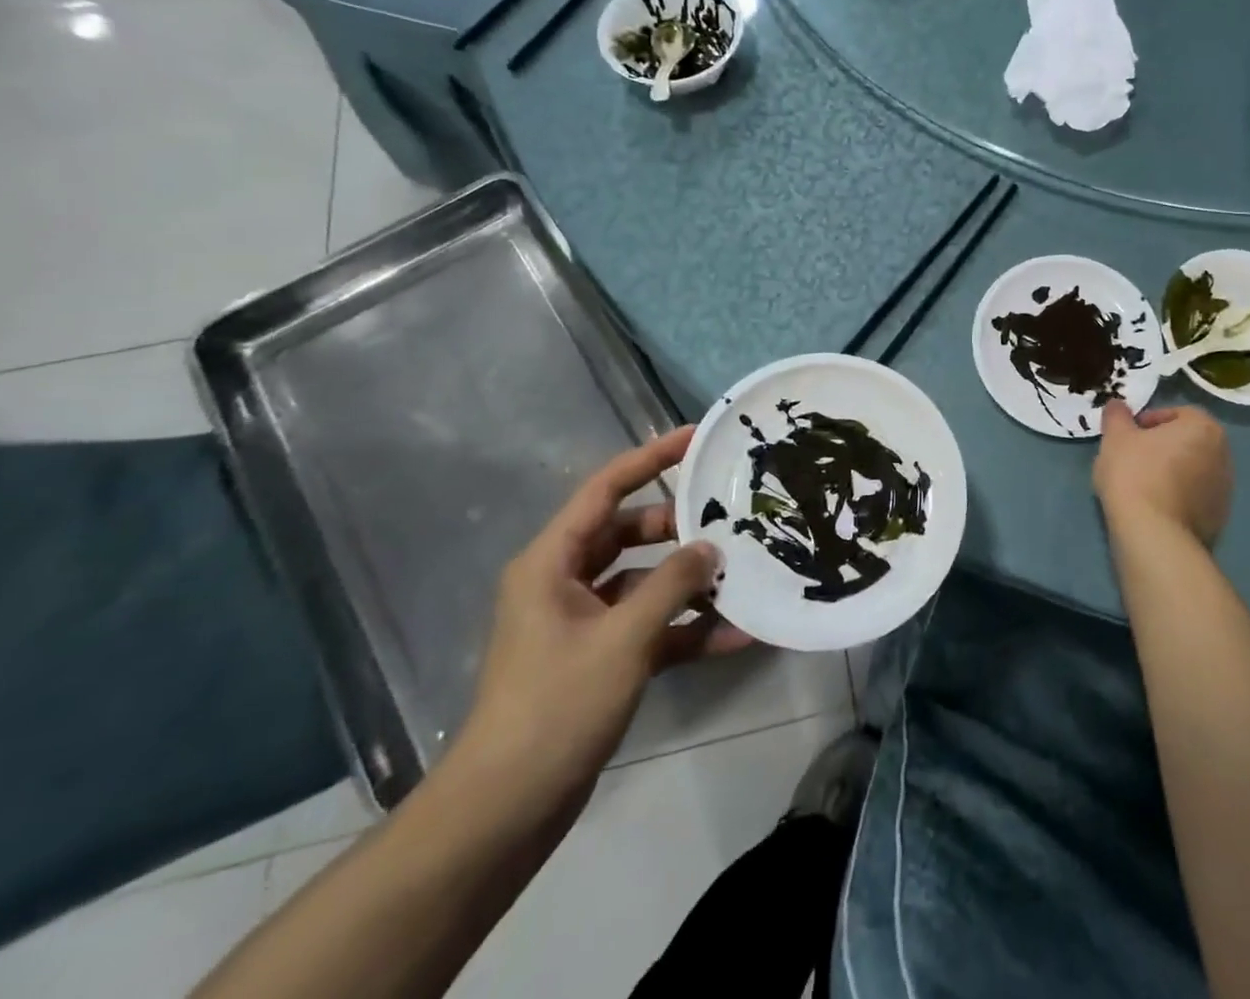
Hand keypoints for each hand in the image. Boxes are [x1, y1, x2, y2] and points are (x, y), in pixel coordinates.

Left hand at [450, 428, 750, 821]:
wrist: (506, 811)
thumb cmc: (556, 707)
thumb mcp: (622, 638)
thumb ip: (672, 584)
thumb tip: (710, 547)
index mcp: (552, 563)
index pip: (605, 490)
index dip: (650, 458)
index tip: (696, 438)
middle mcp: (565, 583)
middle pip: (630, 533)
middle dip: (680, 527)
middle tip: (730, 516)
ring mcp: (584, 623)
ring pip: (645, 582)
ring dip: (690, 583)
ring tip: (743, 574)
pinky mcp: (601, 659)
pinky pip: (651, 627)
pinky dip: (686, 629)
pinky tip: (735, 636)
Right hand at [1093, 401, 1232, 547]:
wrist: (1154, 534)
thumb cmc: (1135, 474)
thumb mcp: (1116, 437)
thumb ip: (1117, 415)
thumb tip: (1117, 404)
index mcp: (1204, 428)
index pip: (1177, 413)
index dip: (1149, 421)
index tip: (1128, 436)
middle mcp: (1223, 455)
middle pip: (1187, 442)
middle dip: (1162, 446)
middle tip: (1133, 457)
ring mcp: (1225, 490)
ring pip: (1192, 471)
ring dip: (1171, 473)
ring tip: (1141, 485)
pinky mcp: (1219, 519)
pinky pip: (1194, 498)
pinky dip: (1177, 498)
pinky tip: (1153, 508)